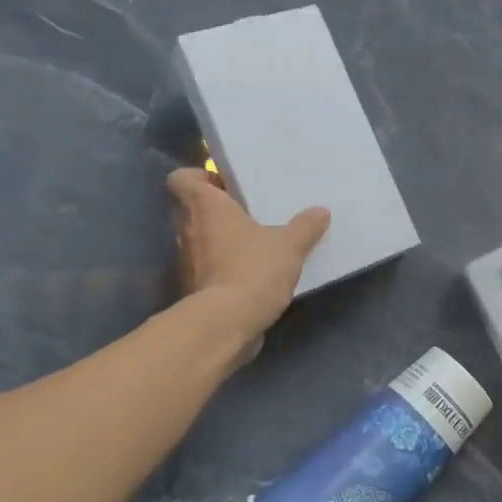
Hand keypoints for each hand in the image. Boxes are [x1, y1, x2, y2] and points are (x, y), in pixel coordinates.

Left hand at [168, 167, 329, 343]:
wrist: (225, 324)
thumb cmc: (252, 269)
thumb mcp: (290, 246)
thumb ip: (305, 227)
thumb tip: (320, 212)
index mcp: (204, 206)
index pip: (181, 179)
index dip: (198, 177)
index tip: (224, 185)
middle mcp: (187, 229)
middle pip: (189, 209)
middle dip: (214, 210)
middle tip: (246, 213)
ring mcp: (185, 261)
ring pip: (196, 240)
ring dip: (217, 241)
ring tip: (251, 244)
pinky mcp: (191, 289)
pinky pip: (204, 269)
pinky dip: (220, 269)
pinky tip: (247, 274)